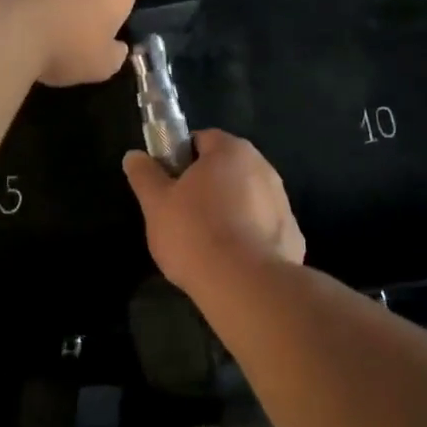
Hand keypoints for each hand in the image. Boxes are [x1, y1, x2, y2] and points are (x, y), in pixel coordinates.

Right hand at [122, 130, 305, 296]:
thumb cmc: (195, 234)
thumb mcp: (156, 204)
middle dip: (207, 187)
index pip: (202, 140)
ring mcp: (282, 201)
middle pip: (227, 169)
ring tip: (207, 244)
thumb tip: (133, 155)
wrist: (245, 286)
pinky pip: (264, 228)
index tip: (169, 187)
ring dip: (230, 211)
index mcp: (231, 150)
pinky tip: (234, 262)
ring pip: (247, 198)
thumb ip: (144, 176)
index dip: (181, 160)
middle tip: (183, 216)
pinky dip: (250, 238)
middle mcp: (263, 167)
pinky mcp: (293, 235)